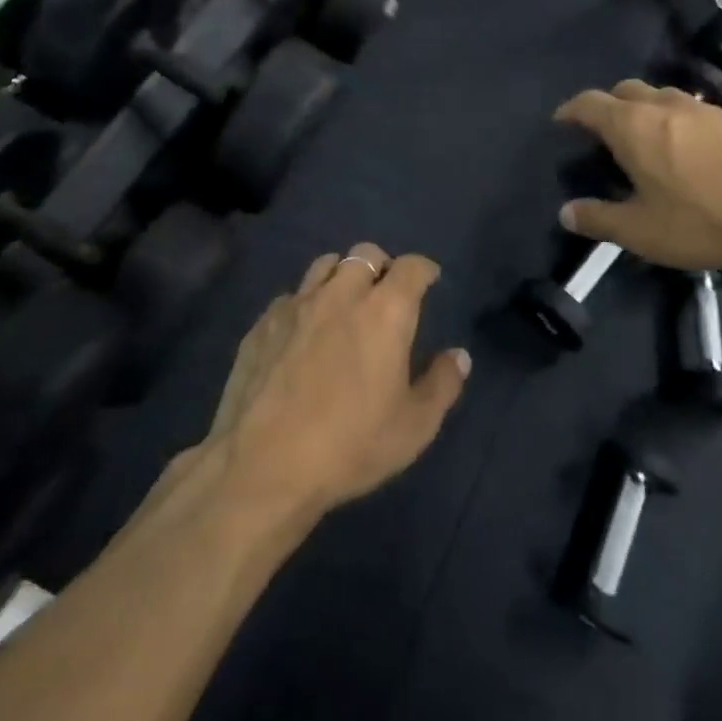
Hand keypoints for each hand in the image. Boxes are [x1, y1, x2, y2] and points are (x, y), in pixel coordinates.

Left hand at [202, 245, 468, 520]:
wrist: (263, 466)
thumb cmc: (350, 445)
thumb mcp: (413, 427)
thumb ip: (442, 384)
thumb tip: (459, 355)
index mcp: (385, 312)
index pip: (411, 267)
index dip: (424, 269)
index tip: (429, 280)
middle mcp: (341, 295)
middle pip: (365, 254)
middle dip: (382, 266)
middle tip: (386, 294)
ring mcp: (296, 305)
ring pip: (324, 265)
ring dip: (341, 276)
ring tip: (344, 304)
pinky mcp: (262, 324)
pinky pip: (290, 296)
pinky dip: (305, 303)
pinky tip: (303, 333)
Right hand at [553, 80, 721, 281]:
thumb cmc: (702, 221)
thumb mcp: (640, 232)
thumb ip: (598, 219)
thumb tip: (566, 213)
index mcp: (633, 126)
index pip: (590, 104)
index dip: (570, 111)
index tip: (561, 122)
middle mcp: (665, 105)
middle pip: (625, 90)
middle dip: (607, 105)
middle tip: (602, 134)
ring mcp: (703, 108)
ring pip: (661, 95)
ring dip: (643, 109)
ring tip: (643, 140)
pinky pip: (691, 109)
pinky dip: (675, 120)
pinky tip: (686, 149)